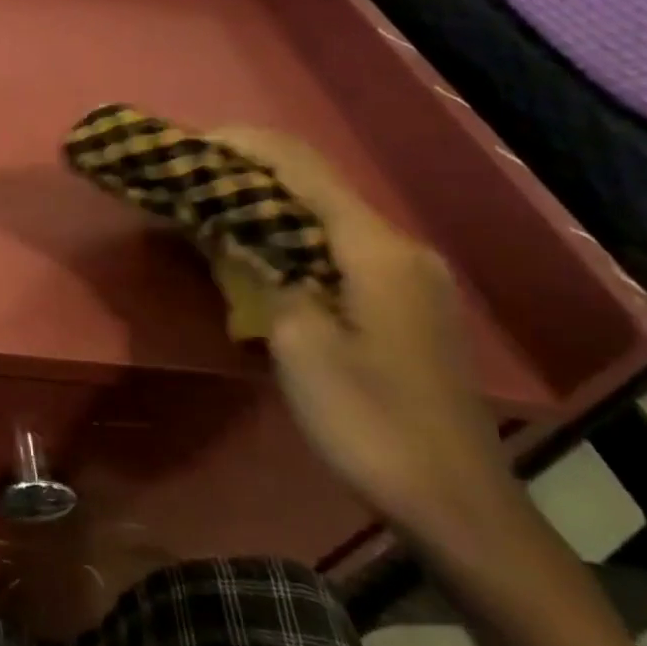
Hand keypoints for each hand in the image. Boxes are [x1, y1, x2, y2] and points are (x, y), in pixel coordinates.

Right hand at [209, 127, 520, 539]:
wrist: (455, 502)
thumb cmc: (369, 421)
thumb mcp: (299, 343)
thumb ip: (262, 270)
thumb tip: (228, 227)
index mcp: (375, 248)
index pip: (302, 168)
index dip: (245, 146)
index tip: (191, 143)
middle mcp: (398, 247)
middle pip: (316, 185)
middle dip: (251, 173)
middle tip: (192, 177)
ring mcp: (409, 275)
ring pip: (327, 216)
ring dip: (269, 205)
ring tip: (214, 207)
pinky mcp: (405, 302)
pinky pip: (339, 247)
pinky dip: (292, 236)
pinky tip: (260, 252)